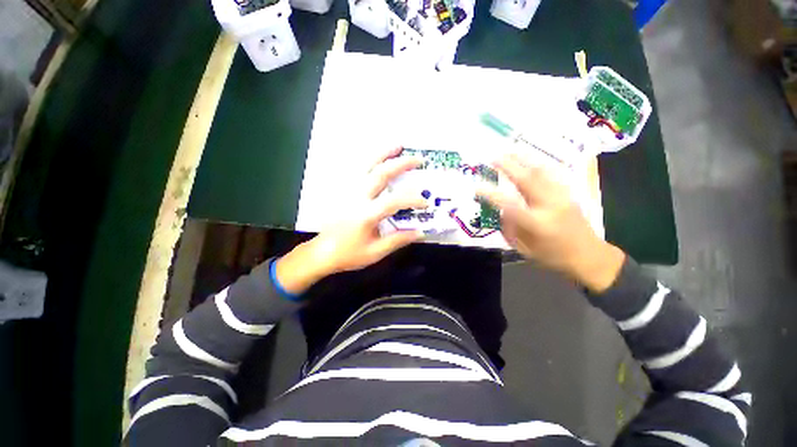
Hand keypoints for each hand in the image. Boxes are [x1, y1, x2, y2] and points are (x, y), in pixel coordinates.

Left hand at [275, 147, 425, 294]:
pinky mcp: (343, 191)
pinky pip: (358, 171)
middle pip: (381, 174)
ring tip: (398, 145)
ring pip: (367, 166)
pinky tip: (377, 158)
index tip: (426, 203)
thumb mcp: (375, 252)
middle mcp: (357, 198)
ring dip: (383, 154)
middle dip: (401, 164)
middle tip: (418, 159)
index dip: (413, 200)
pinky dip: (369, 161)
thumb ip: (398, 240)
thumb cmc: (349, 254)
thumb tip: (420, 232)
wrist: (322, 252)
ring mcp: (348, 191)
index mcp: (366, 214)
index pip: (395, 201)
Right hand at [478, 154, 624, 292]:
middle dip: (508, 166)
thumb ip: (510, 228)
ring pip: (541, 172)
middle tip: (493, 157)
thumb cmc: (552, 257)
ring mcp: (561, 197)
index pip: (509, 204)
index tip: (477, 187)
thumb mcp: (524, 249)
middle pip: (527, 180)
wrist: (589, 256)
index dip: (491, 194)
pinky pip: (552, 173)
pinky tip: (530, 158)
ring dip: (523, 159)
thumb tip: (501, 210)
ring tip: (509, 150)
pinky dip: (539, 163)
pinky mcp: (568, 193)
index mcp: (536, 223)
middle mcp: (549, 206)